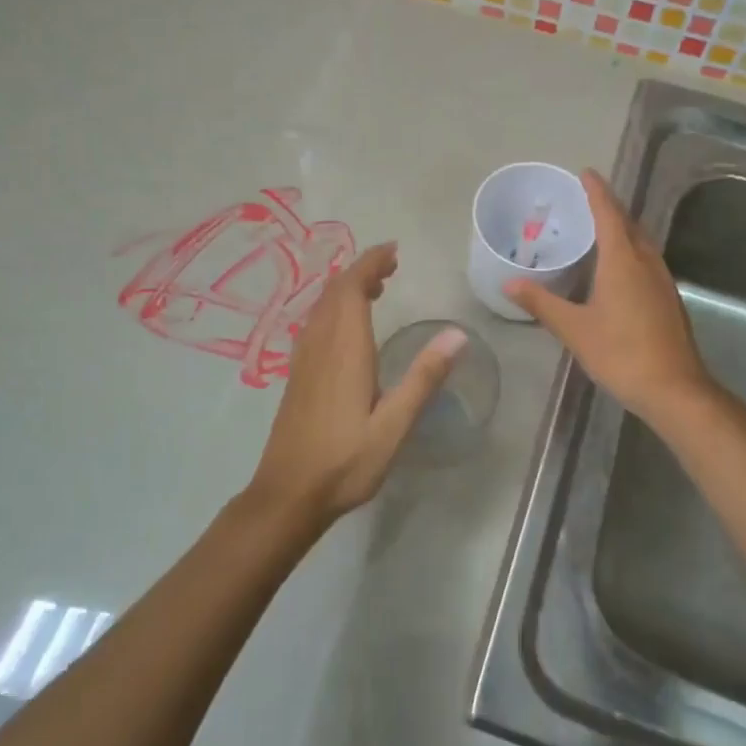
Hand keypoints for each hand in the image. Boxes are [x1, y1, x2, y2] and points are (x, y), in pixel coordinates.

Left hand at [248, 244, 465, 525]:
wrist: (288, 494)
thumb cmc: (345, 462)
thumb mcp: (394, 426)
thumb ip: (423, 378)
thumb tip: (457, 334)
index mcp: (345, 350)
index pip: (352, 289)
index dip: (371, 264)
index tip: (394, 251)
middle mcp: (320, 345)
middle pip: (335, 291)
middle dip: (362, 270)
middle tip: (391, 266)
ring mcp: (304, 359)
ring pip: (322, 306)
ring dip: (346, 288)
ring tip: (376, 287)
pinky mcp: (297, 374)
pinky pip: (315, 323)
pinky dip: (334, 308)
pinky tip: (347, 326)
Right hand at [504, 170, 714, 429]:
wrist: (674, 389)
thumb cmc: (621, 353)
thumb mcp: (574, 329)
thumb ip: (542, 303)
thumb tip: (509, 283)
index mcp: (623, 260)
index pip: (608, 214)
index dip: (596, 191)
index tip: (585, 172)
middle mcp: (646, 262)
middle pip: (628, 224)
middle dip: (609, 207)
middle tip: (586, 199)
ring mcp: (662, 280)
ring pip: (641, 242)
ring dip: (622, 229)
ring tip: (598, 229)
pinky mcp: (668, 299)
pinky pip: (646, 260)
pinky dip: (629, 251)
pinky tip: (617, 269)